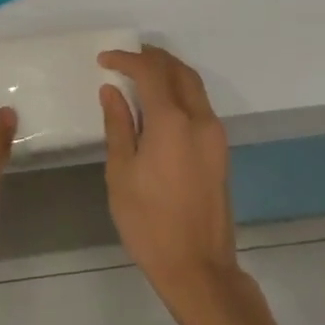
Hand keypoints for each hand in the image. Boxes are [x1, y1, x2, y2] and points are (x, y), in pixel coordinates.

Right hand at [99, 48, 239, 312]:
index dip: (127, 60)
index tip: (104, 60)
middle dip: (154, 58)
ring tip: (141, 75)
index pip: (150, 72)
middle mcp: (200, 119)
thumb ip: (118, 126)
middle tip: (127, 58)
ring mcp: (215, 135)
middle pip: (180, 72)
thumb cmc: (149, 222)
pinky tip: (160, 105)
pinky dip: (180, 93)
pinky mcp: (220, 151)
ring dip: (170, 73)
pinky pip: (201, 106)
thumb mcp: (121, 173)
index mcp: (172, 122)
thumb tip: (112, 91)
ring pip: (195, 87)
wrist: (197, 266)